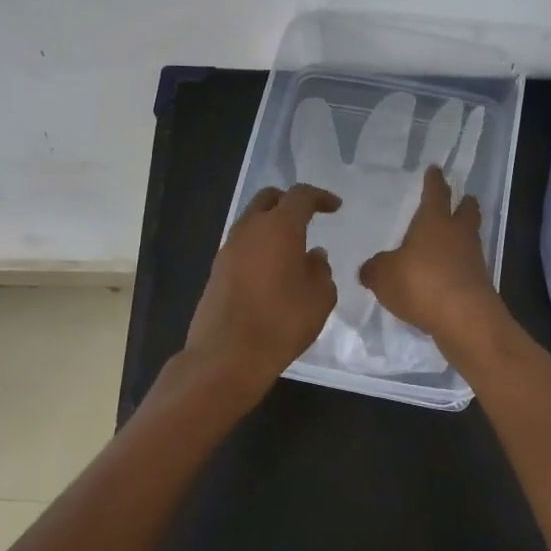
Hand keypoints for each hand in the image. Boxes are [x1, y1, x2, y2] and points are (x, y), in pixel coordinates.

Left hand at [183, 184, 341, 398]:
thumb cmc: (281, 322)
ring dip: (271, 225)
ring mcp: (228, 248)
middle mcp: (250, 229)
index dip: (320, 197)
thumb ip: (321, 270)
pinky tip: (272, 269)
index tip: (334, 207)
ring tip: (291, 247)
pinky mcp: (217, 270)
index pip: (300, 196)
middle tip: (307, 217)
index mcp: (279, 227)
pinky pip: (242, 244)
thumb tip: (314, 257)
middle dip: (289, 202)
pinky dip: (258, 246)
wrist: (226, 355)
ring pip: (251, 221)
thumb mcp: (319, 297)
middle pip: (268, 199)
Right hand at [358, 166, 504, 347]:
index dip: (434, 181)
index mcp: (433, 221)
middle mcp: (457, 234)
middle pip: (465, 211)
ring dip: (464, 234)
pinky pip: (468, 266)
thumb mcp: (383, 276)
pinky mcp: (479, 283)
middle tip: (464, 197)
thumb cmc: (420, 283)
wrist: (464, 318)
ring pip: (470, 237)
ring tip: (454, 237)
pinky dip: (460, 265)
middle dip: (464, 203)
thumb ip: (374, 269)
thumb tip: (369, 269)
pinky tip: (448, 273)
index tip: (436, 170)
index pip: (435, 193)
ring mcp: (472, 259)